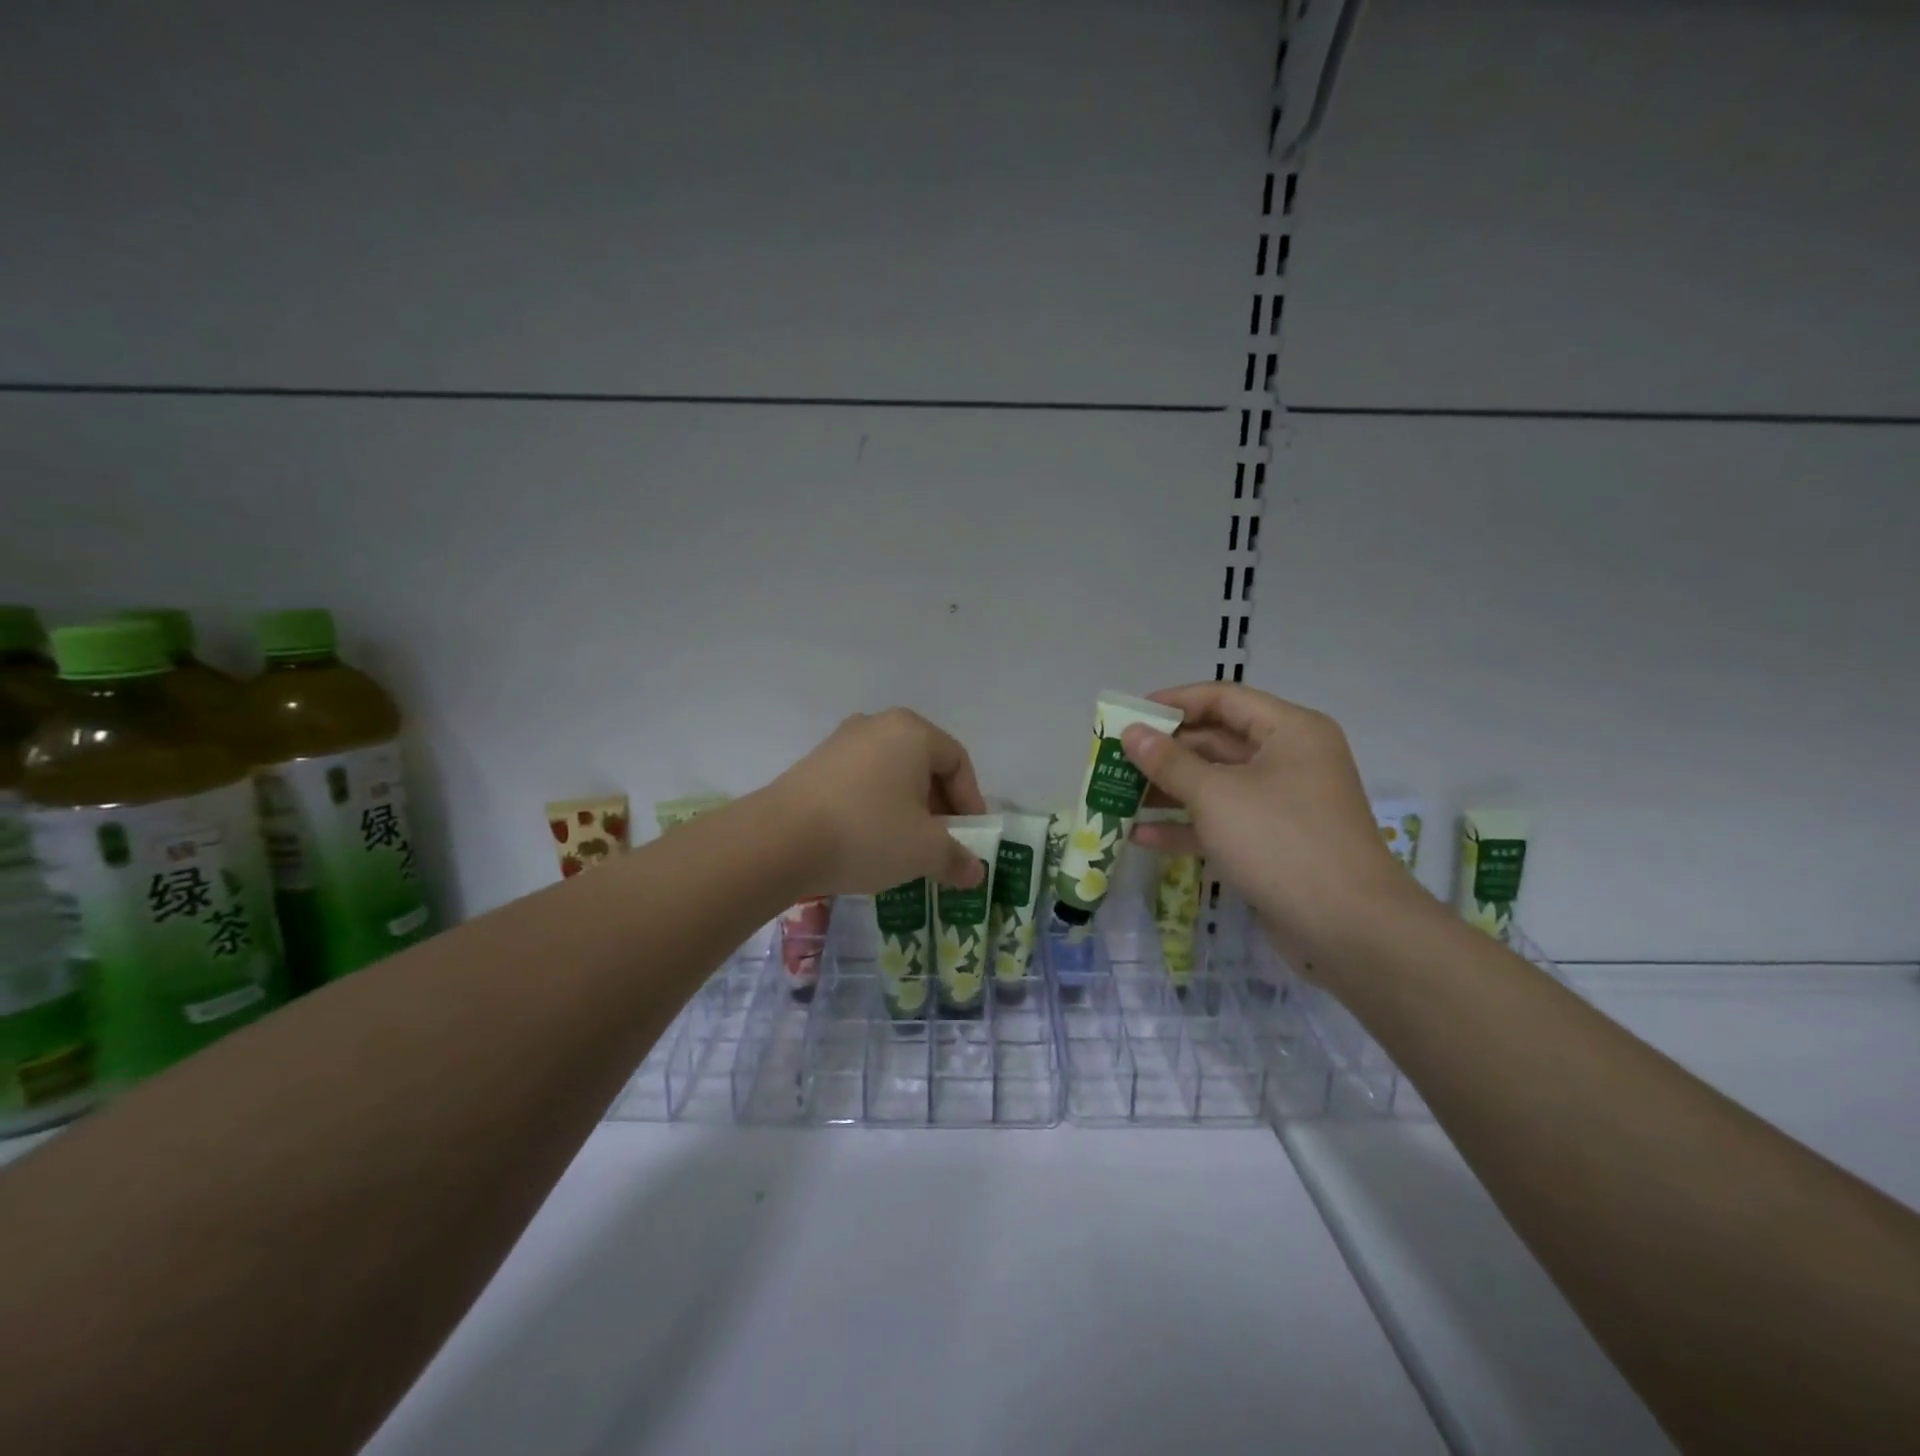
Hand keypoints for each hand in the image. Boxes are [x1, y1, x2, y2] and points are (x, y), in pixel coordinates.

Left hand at [766, 708, 988, 895]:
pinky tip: (870, 842)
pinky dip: (876, 808)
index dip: (971, 802)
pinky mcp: (814, 764)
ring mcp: (841, 742)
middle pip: (924, 765)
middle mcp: (877, 725)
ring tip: (906, 847)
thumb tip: (975, 872)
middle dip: (939, 807)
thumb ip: (956, 858)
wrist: (778, 840)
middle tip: (942, 844)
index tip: (970, 838)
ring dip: (907, 809)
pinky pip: (861, 782)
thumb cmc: (867, 832)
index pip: (957, 762)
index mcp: (912, 732)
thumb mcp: (924, 850)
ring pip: (891, 775)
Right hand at [1123, 684, 1422, 962]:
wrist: (1348, 928)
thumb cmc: (1280, 841)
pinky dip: (1186, 826)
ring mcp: (1282, 804)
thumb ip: (1168, 761)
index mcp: (1288, 731)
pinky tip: (1141, 836)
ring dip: (1168, 790)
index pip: (1222, 699)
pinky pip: (1223, 822)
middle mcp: (1289, 759)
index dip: (1173, 703)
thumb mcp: (1215, 795)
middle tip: (1115, 760)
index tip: (1127, 715)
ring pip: (1216, 785)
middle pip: (1216, 741)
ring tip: (1119, 796)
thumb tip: (1132, 732)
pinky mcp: (1273, 843)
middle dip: (1164, 752)